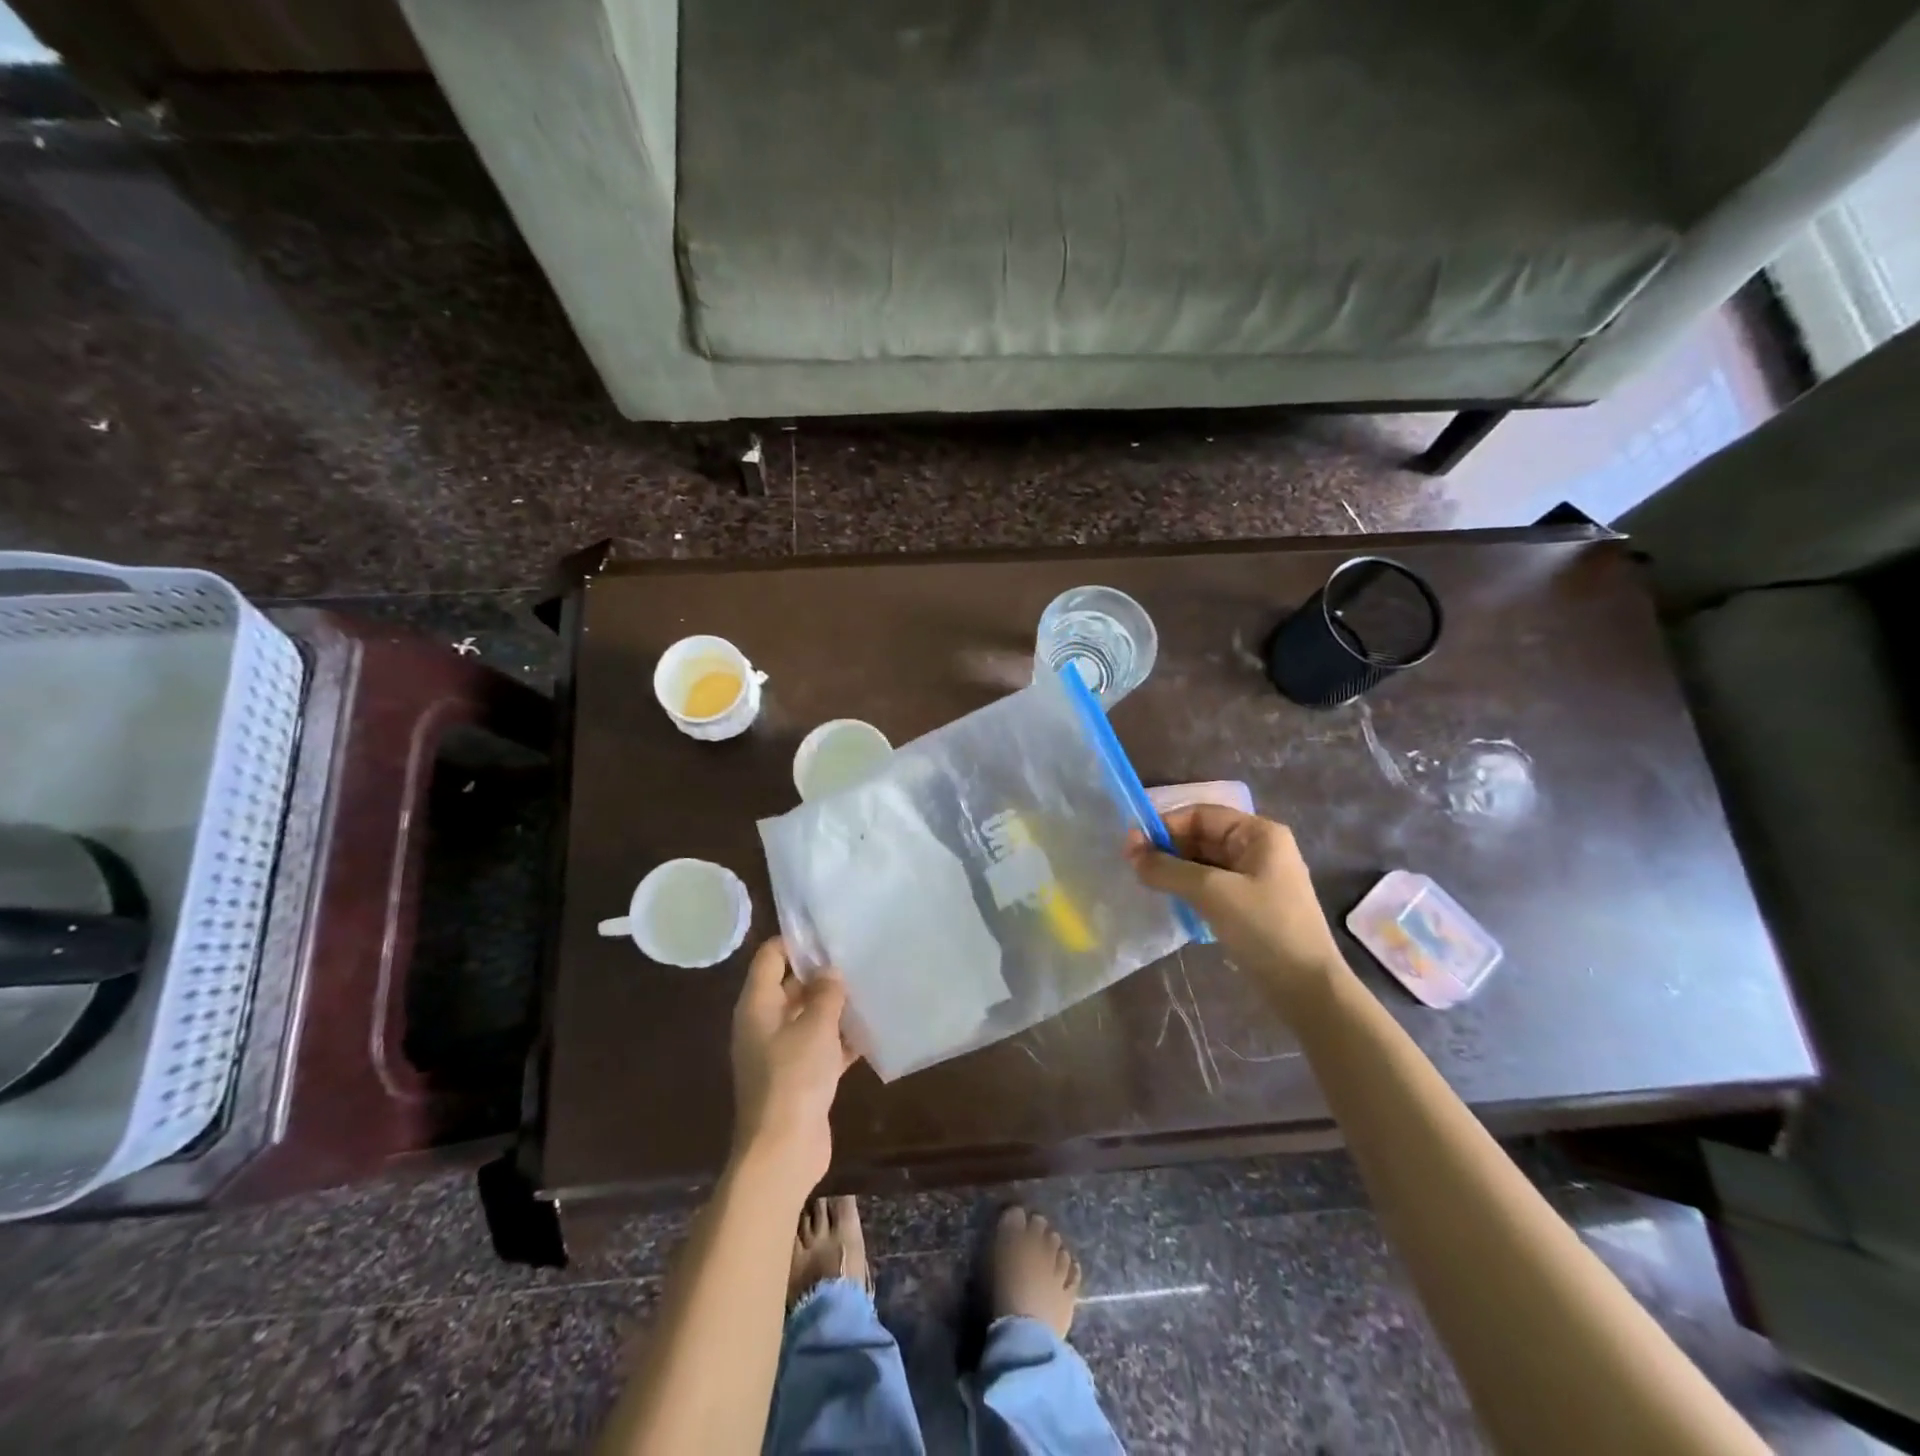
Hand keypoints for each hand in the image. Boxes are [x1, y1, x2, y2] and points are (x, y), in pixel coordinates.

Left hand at [729, 937, 857, 1198]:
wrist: (782, 1152)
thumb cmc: (794, 1079)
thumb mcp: (815, 1027)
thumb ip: (825, 994)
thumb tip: (830, 972)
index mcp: (757, 1006)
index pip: (770, 957)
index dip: (796, 941)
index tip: (829, 931)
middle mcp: (764, 1024)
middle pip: (791, 986)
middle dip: (822, 974)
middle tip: (858, 957)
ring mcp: (781, 1053)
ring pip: (809, 1017)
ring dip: (835, 1007)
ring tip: (870, 986)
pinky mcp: (799, 1078)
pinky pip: (821, 1047)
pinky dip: (841, 1039)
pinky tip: (872, 1030)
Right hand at [1128, 807, 1346, 1005]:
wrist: (1307, 989)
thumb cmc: (1264, 928)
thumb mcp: (1212, 892)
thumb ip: (1167, 868)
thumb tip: (1130, 852)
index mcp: (1259, 834)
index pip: (1201, 814)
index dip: (1165, 825)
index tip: (1132, 846)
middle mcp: (1259, 849)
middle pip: (1202, 836)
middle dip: (1168, 848)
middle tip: (1133, 866)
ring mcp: (1256, 878)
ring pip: (1204, 862)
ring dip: (1175, 870)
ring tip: (1146, 884)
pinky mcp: (1250, 905)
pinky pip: (1211, 885)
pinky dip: (1188, 888)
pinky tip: (1170, 901)